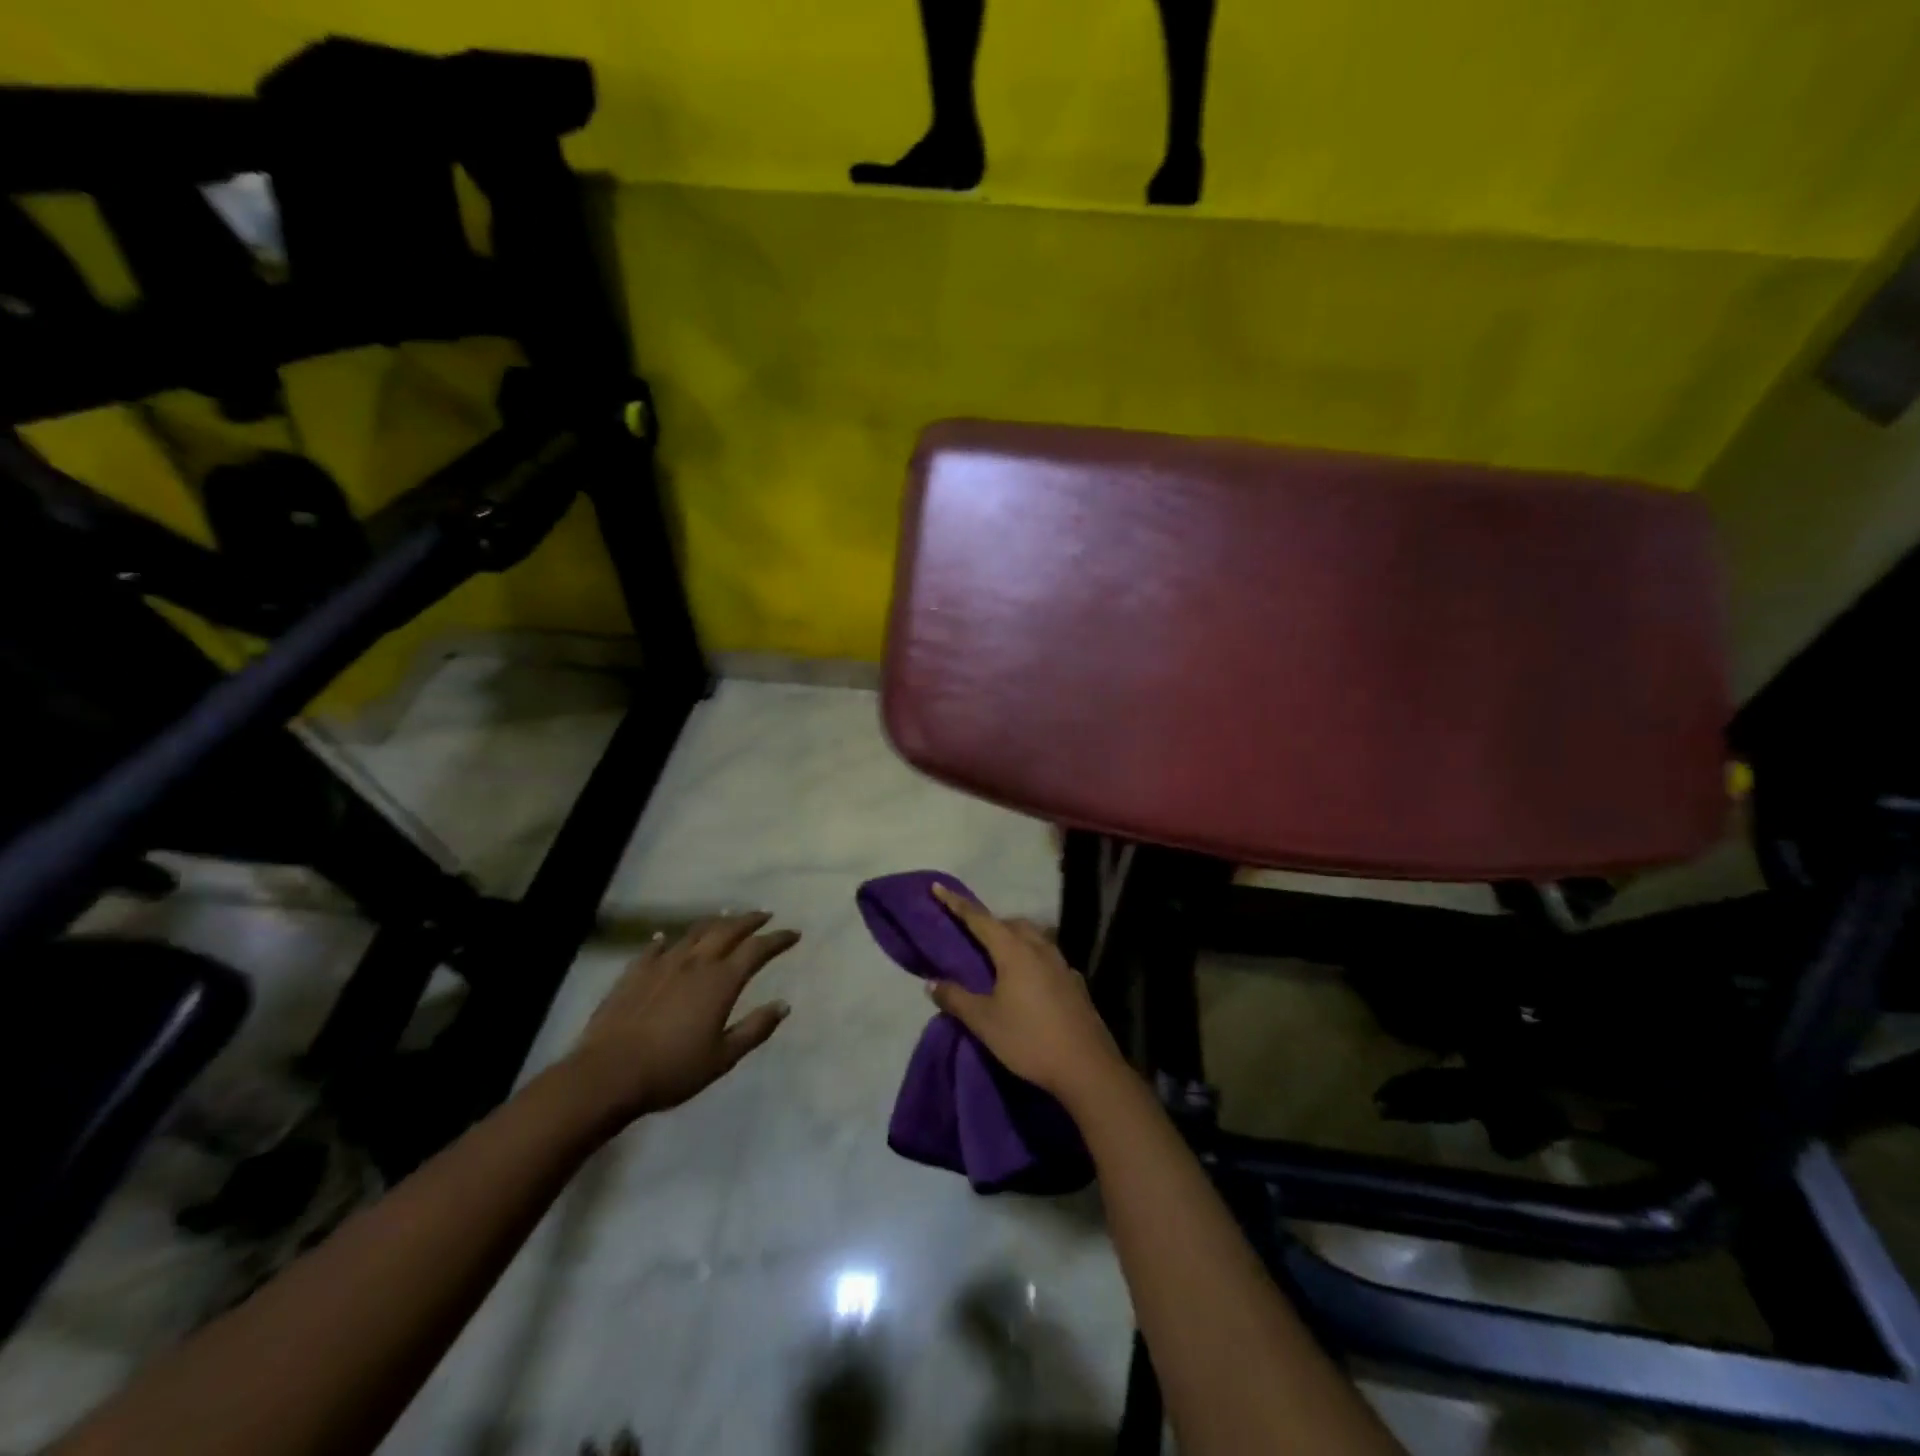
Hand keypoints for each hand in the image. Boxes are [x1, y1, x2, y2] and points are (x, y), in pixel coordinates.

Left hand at [565, 911, 798, 1125]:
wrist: (608, 1074)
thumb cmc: (673, 1069)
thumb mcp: (723, 1057)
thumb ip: (755, 1029)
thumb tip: (784, 1005)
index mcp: (721, 981)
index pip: (757, 949)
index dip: (777, 940)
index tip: (793, 934)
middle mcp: (695, 963)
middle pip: (727, 930)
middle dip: (749, 920)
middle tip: (764, 915)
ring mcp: (662, 964)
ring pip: (693, 933)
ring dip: (714, 923)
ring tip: (725, 918)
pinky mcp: (634, 973)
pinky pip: (654, 948)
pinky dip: (667, 940)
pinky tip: (666, 938)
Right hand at [928, 883, 1126, 1104]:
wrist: (1087, 1067)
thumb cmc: (1030, 1040)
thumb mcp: (984, 1022)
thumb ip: (956, 998)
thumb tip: (932, 982)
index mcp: (1014, 951)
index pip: (979, 919)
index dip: (956, 903)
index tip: (938, 887)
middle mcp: (1039, 948)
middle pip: (1010, 924)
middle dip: (988, 923)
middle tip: (968, 934)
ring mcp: (1061, 964)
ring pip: (1032, 937)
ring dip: (1012, 938)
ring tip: (997, 956)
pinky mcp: (1074, 982)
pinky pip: (1046, 957)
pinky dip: (1030, 957)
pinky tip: (1027, 980)